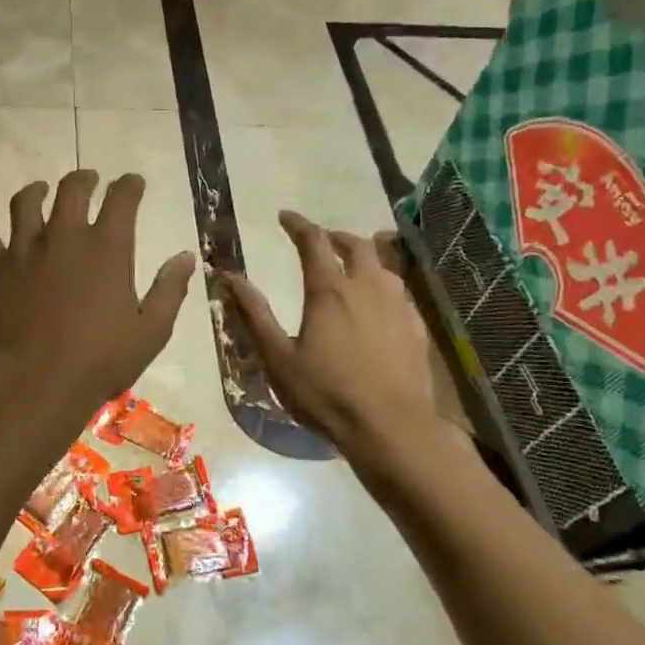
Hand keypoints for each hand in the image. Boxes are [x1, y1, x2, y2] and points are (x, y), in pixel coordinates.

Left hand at [0, 171, 195, 413]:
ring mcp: (26, 250)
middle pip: (71, 190)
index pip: (122, 199)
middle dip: (84, 179)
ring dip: (35, 191)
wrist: (36, 381)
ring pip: (25, 203)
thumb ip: (169, 290)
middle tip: (89, 179)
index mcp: (107, 247)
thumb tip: (185, 257)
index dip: (130, 185)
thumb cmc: (101, 360)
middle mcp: (65, 237)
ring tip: (39, 189)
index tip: (133, 182)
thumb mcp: (151, 331)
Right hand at [218, 212, 449, 463]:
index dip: (298, 224)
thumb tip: (227, 276)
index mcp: (329, 291)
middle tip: (320, 241)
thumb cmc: (326, 394)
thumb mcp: (278, 357)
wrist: (392, 428)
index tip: (285, 216)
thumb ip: (253, 313)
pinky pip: (400, 290)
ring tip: (351, 265)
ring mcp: (398, 306)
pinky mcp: (416, 327)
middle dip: (335, 236)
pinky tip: (379, 302)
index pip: (313, 242)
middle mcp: (367, 288)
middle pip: (356, 245)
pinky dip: (384, 282)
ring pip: (383, 264)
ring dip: (364, 255)